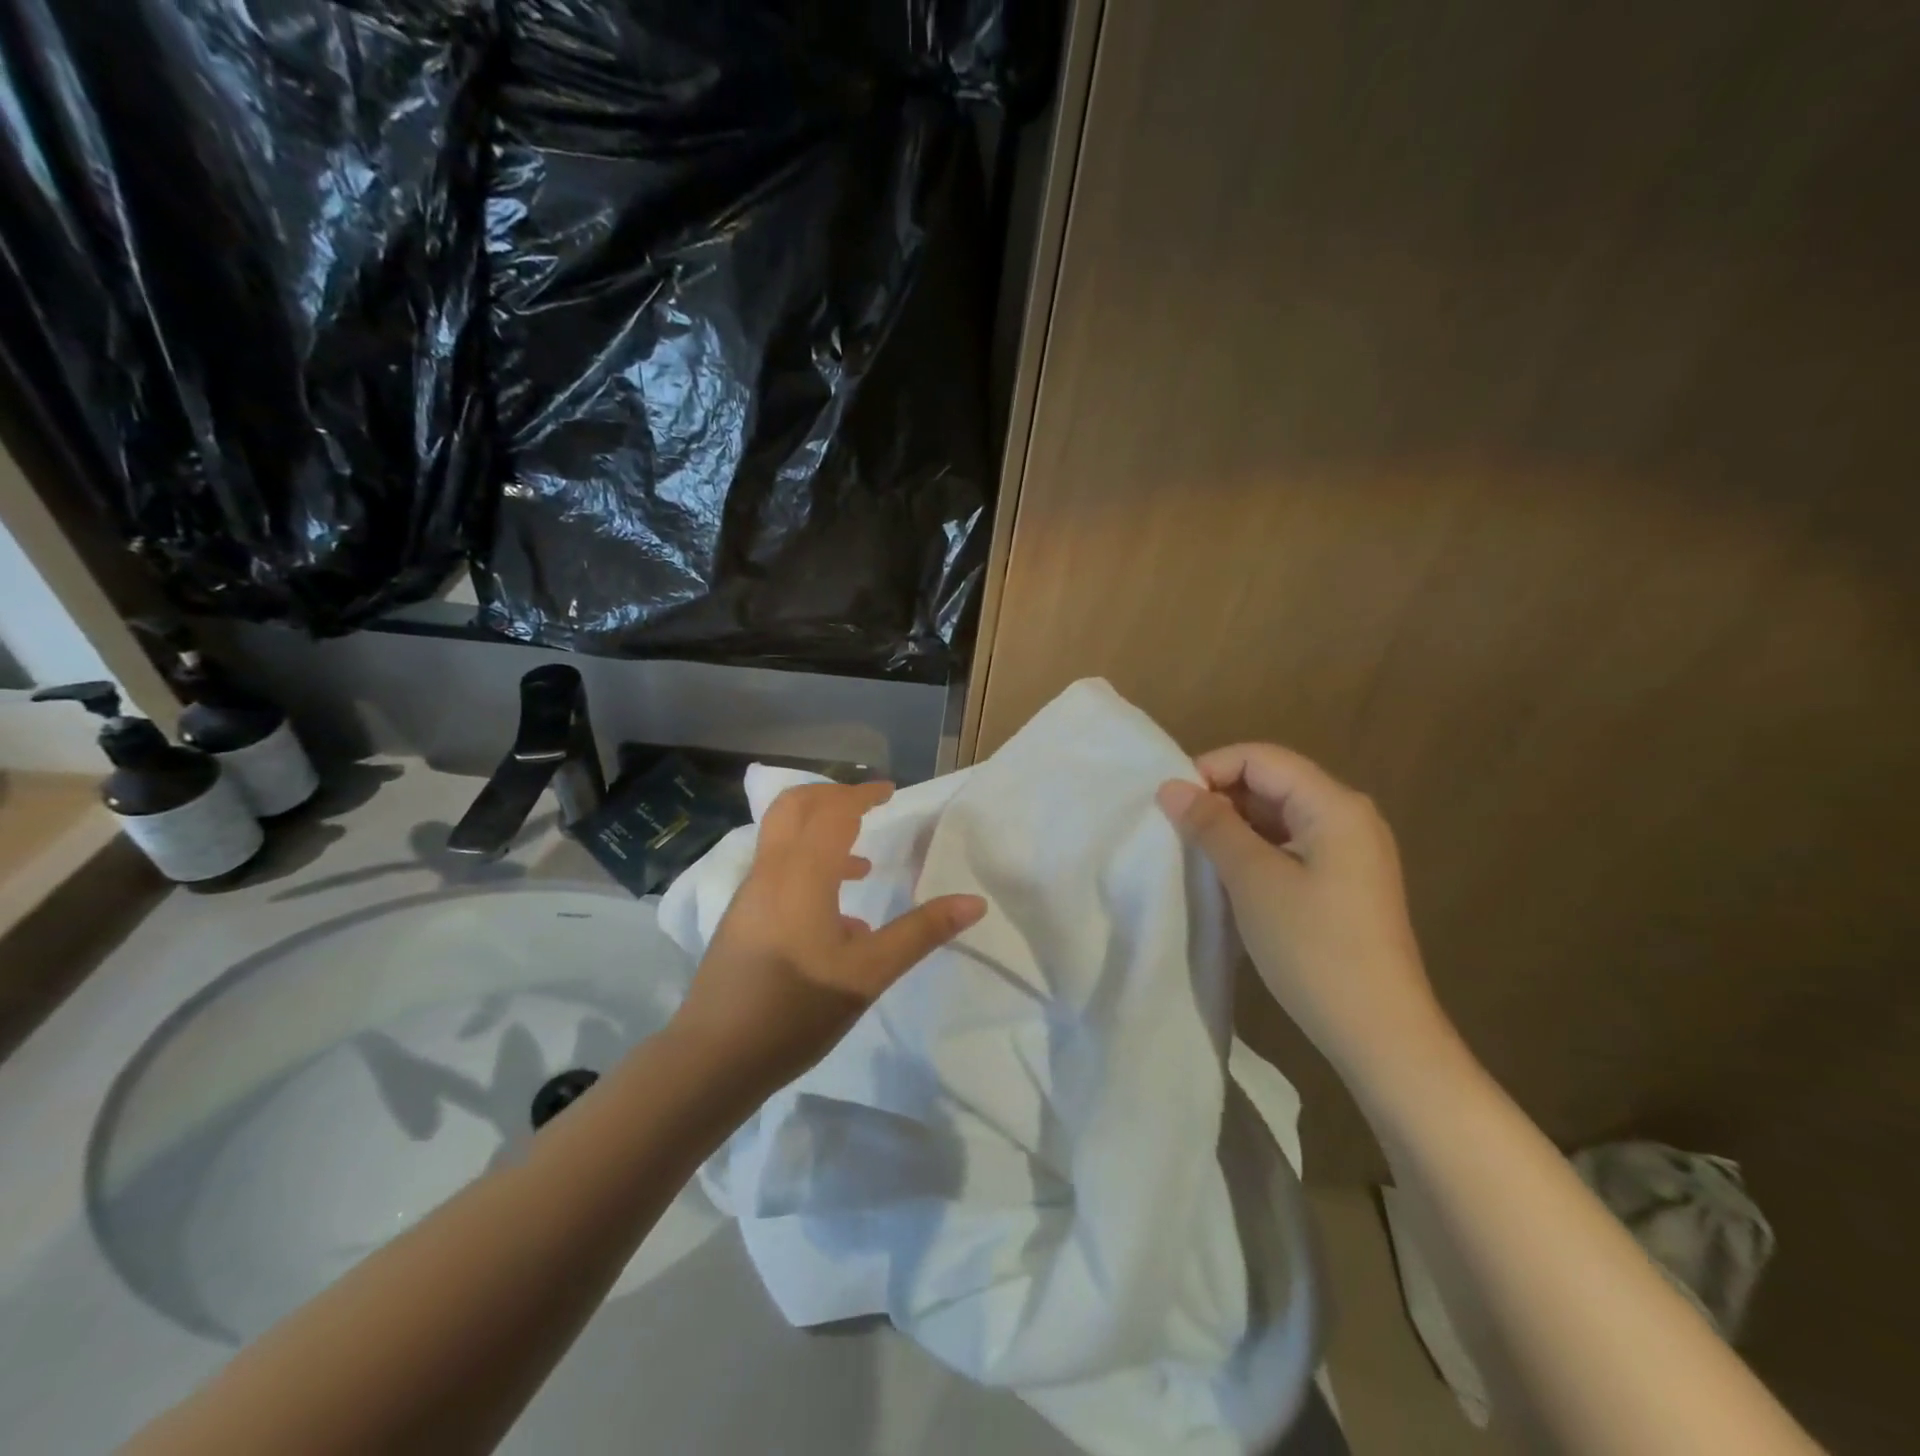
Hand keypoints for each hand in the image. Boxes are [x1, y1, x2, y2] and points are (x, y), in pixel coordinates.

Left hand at [667, 780, 985, 1100]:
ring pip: (781, 837)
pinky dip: (806, 866)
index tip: (890, 791)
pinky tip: (836, 918)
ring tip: (862, 864)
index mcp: (802, 874)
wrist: (713, 1059)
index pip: (833, 812)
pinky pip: (776, 869)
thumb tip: (974, 901)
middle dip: (832, 797)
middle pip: (794, 806)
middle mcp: (770, 871)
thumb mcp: (868, 974)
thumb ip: (921, 932)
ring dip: (819, 833)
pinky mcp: (741, 918)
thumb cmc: (796, 1011)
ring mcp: (750, 894)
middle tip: (868, 807)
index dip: (862, 794)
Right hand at [1158, 745, 1447, 1079]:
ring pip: (1278, 816)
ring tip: (1193, 851)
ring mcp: (1349, 852)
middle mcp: (1348, 817)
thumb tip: (1171, 787)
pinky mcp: (1343, 882)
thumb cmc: (1314, 948)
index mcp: (1334, 805)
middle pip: (1272, 782)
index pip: (1260, 758)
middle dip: (1219, 797)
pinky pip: (1290, 846)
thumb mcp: (1253, 880)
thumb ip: (1212, 826)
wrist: (1380, 1033)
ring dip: (1233, 826)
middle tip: (1175, 828)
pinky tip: (1227, 876)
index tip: (1169, 803)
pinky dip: (1254, 851)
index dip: (1210, 769)